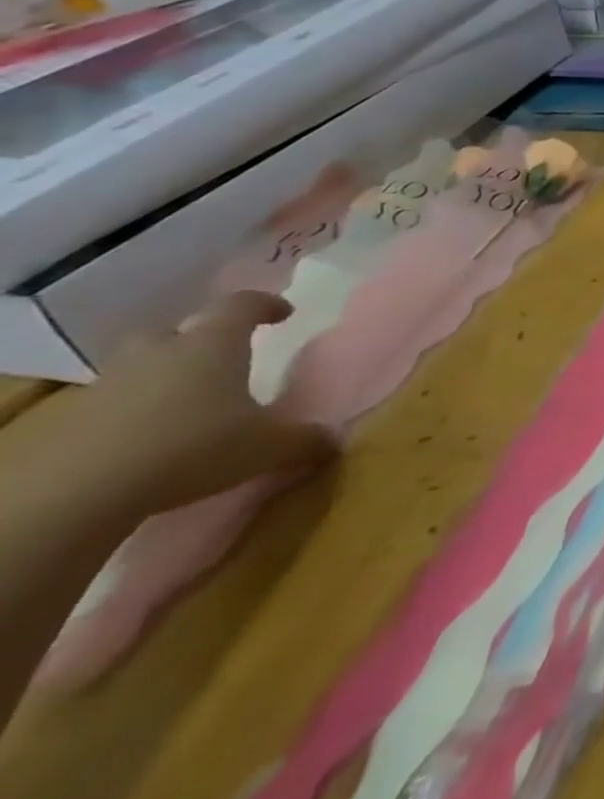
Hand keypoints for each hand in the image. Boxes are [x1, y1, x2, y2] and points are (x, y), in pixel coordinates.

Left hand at [83, 291, 336, 514]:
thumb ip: (305, 440)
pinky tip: (151, 439)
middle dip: (197, 339)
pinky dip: (134, 412)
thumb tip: (333, 440)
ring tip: (186, 402)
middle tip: (219, 359)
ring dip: (162, 376)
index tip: (283, 314)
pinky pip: (114, 403)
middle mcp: (162, 351)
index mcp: (214, 344)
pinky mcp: (75, 419)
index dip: (265, 304)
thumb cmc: (194, 447)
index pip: (242, 305)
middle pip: (177, 330)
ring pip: (141, 365)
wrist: (78, 493)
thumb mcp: (268, 447)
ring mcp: (112, 383)